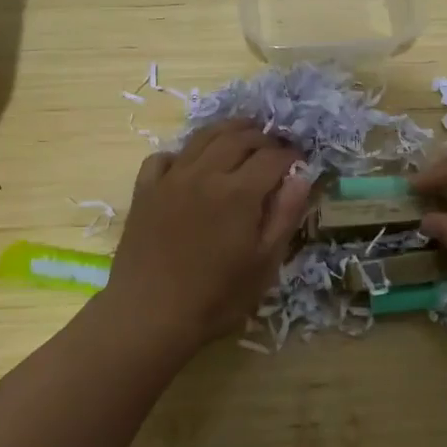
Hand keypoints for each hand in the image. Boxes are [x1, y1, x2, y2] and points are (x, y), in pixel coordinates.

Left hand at [104, 120, 312, 350]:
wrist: (148, 316)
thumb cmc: (216, 297)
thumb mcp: (265, 263)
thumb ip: (285, 215)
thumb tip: (301, 176)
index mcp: (239, 192)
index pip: (273, 157)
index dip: (291, 155)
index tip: (300, 162)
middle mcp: (205, 173)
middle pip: (239, 137)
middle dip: (263, 137)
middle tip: (276, 146)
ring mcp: (171, 178)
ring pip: (203, 137)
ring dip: (228, 130)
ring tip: (242, 133)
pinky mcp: (145, 190)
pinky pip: (164, 157)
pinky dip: (182, 153)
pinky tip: (190, 164)